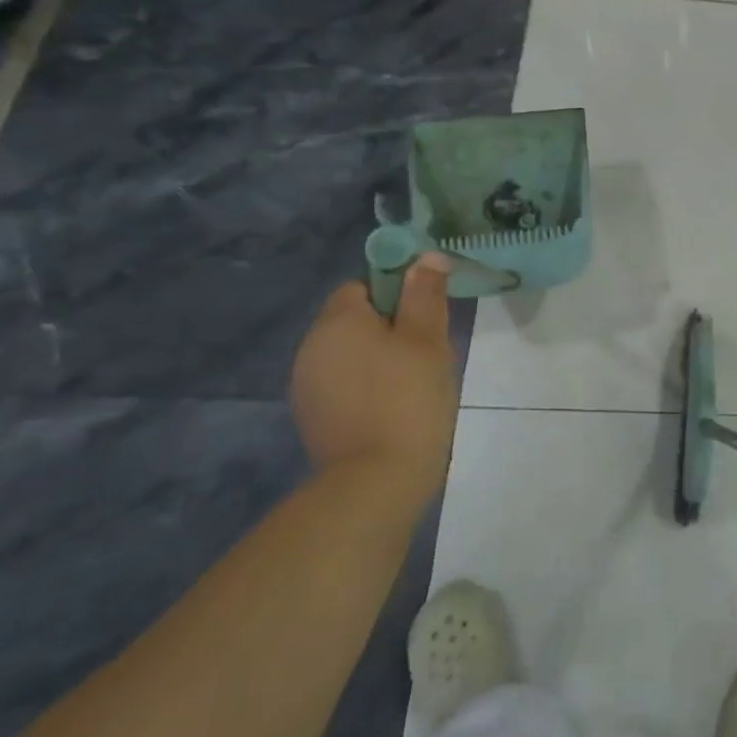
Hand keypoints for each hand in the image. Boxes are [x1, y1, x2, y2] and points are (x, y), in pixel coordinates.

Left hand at [290, 252, 456, 499]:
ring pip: (350, 354)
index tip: (426, 316)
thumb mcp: (428, 340)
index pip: (361, 286)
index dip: (396, 293)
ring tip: (415, 383)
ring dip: (379, 359)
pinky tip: (394, 408)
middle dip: (391, 328)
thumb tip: (426, 256)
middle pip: (354, 320)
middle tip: (429, 352)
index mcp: (337, 322)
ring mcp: (307, 385)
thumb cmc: (409, 398)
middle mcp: (311, 347)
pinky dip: (367, 387)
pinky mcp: (313, 417)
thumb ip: (425, 294)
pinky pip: (344, 384)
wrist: (377, 480)